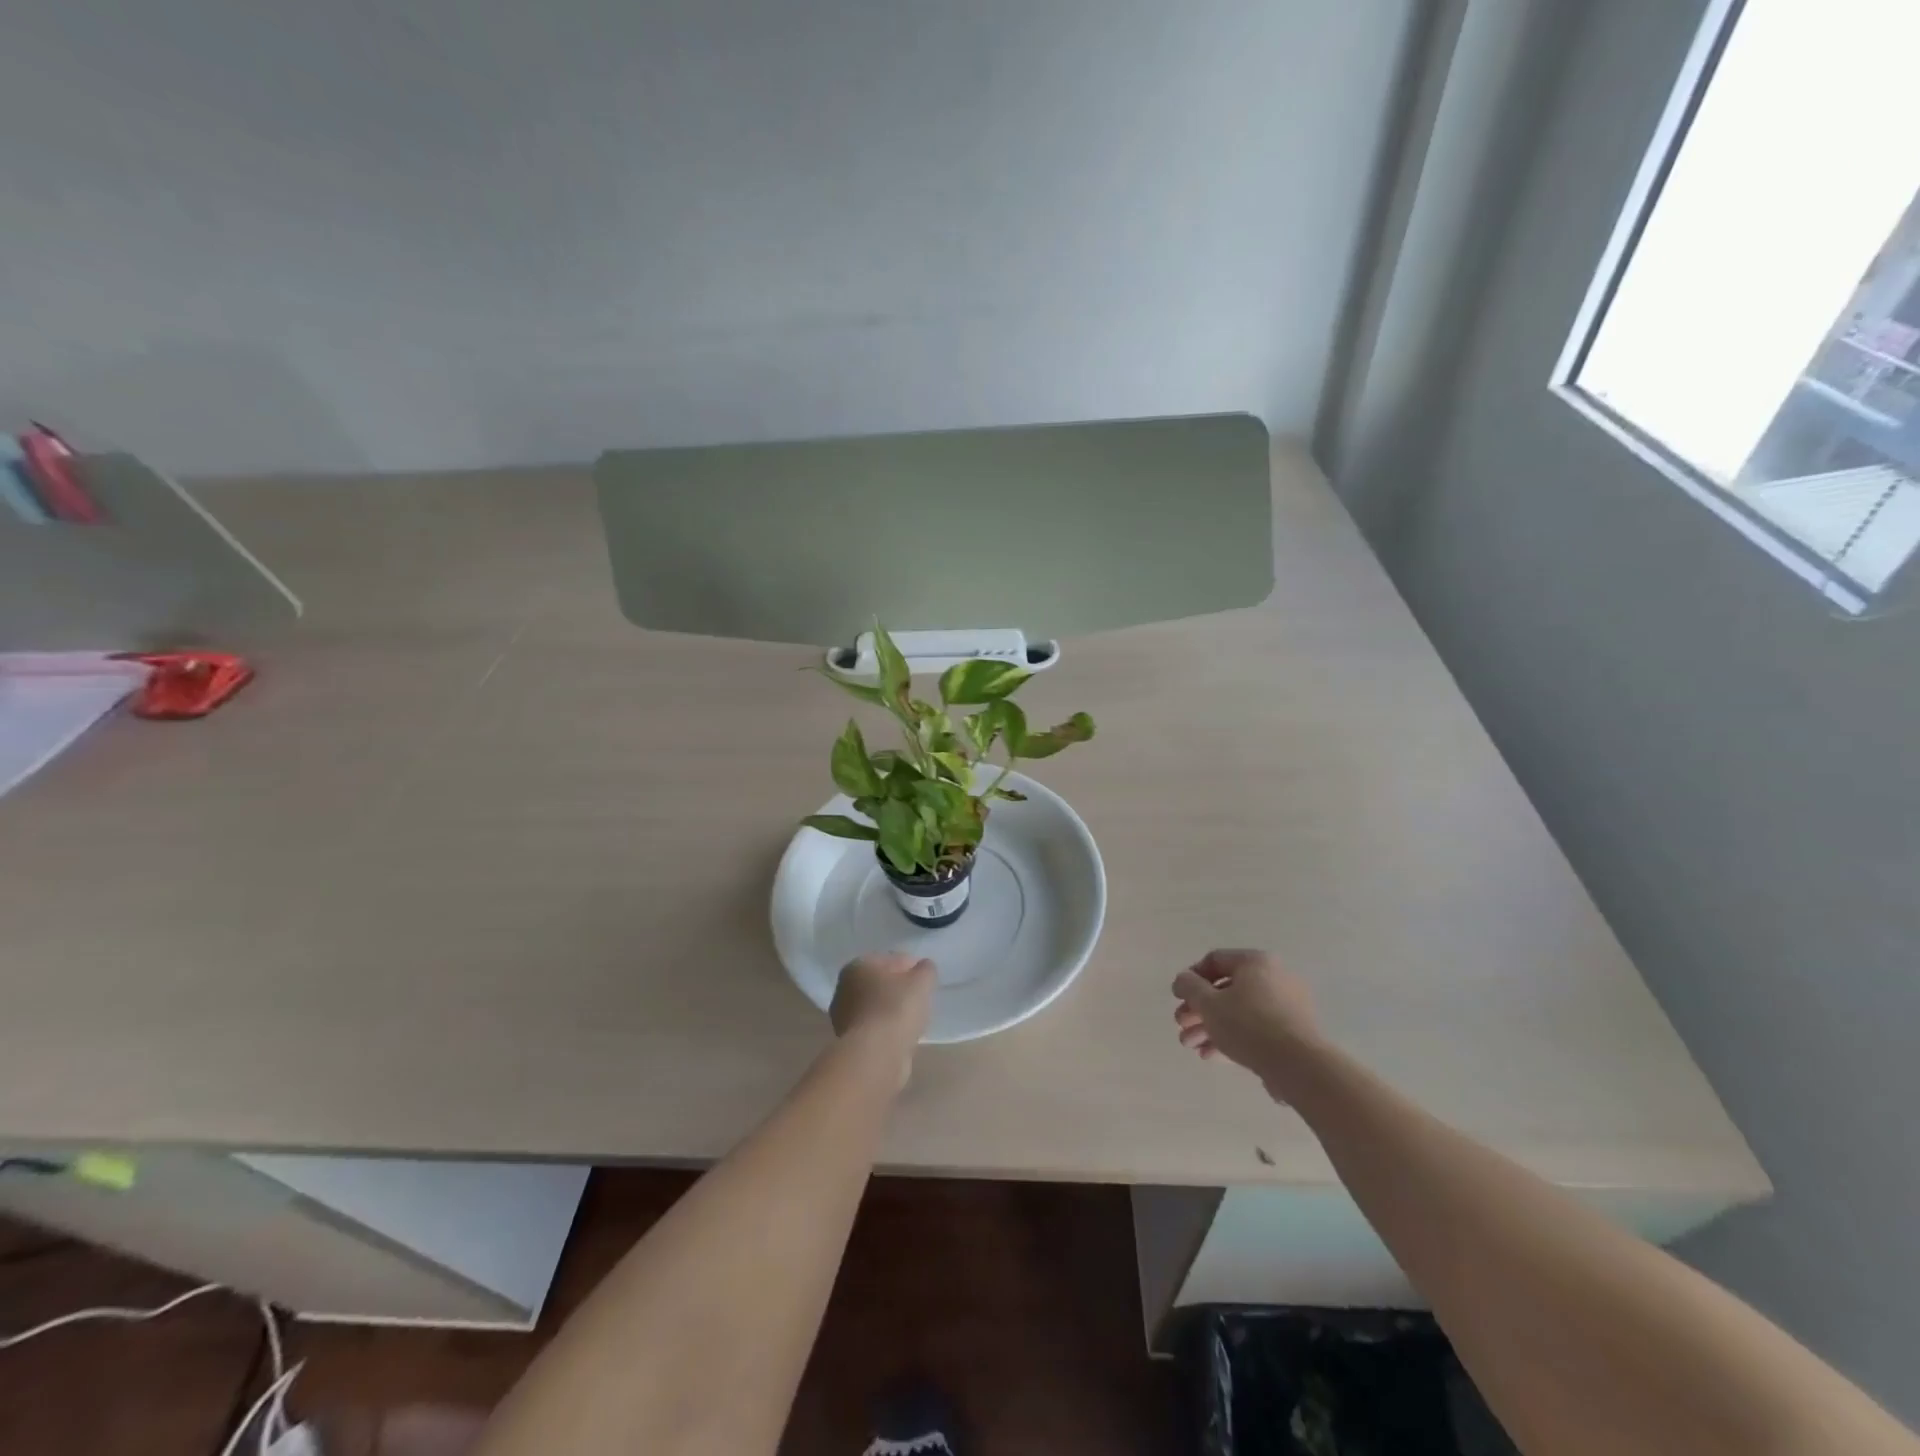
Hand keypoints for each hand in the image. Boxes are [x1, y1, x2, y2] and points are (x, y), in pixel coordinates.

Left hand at [831, 954, 936, 1080]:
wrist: (875, 1056)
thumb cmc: (896, 1009)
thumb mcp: (921, 981)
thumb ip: (925, 970)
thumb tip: (923, 969)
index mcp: (857, 966)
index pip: (890, 959)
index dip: (911, 967)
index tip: (926, 979)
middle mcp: (844, 988)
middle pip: (880, 983)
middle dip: (899, 989)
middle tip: (920, 999)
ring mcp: (844, 1017)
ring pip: (877, 1007)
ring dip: (893, 1011)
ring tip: (914, 1019)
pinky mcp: (850, 1042)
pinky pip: (876, 1027)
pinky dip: (888, 1029)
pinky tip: (903, 1035)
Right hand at [1172, 949, 1323, 1098]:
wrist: (1299, 1066)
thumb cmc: (1249, 1025)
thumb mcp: (1208, 1003)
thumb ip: (1189, 987)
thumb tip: (1183, 980)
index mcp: (1255, 962)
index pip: (1215, 960)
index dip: (1191, 977)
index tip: (1178, 998)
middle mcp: (1274, 978)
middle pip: (1226, 990)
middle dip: (1198, 1009)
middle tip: (1181, 1025)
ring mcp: (1286, 1007)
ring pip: (1239, 1012)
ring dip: (1210, 1027)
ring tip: (1191, 1046)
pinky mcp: (1292, 1033)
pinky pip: (1255, 1029)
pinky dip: (1232, 1038)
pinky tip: (1210, 1055)